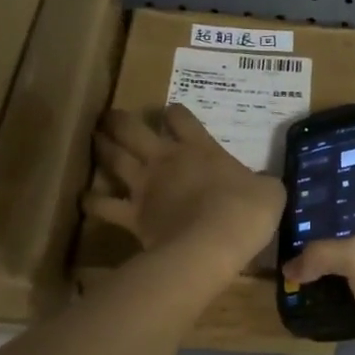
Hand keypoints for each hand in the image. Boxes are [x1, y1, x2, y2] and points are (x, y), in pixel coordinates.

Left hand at [87, 105, 284, 271]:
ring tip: (95, 139)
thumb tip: (262, 185)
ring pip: (114, 158)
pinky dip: (92, 201)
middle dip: (121, 121)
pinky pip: (104, 206)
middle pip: (134, 130)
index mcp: (200, 148)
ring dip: (102, 147)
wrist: (215, 242)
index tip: (172, 113)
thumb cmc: (247, 211)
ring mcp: (145, 186)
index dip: (175, 113)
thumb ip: (261, 183)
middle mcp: (166, 160)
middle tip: (111, 116)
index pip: (181, 118)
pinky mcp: (132, 214)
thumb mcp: (269, 191)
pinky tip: (85, 198)